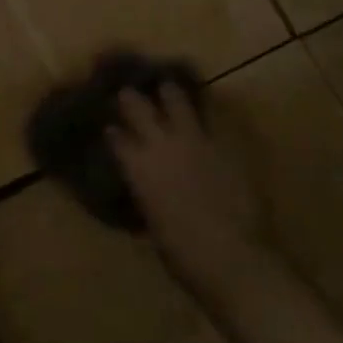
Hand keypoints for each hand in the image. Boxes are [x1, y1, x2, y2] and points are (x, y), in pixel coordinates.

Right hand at [109, 84, 268, 290]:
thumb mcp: (153, 225)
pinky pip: (214, 117)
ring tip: (167, 87)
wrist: (231, 256)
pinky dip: (207, 111)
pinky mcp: (226, 143)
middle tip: (128, 92)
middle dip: (131, 99)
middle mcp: (161, 145)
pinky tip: (207, 107)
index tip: (110, 128)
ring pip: (177, 101)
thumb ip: (148, 198)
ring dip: (169, 93)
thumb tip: (148, 192)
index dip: (112, 132)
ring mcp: (195, 140)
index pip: (117, 140)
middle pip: (139, 109)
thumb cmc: (182, 254)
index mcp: (138, 169)